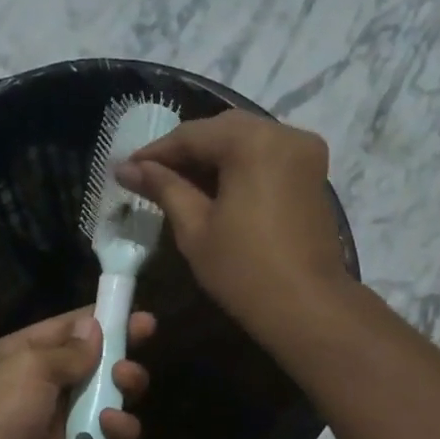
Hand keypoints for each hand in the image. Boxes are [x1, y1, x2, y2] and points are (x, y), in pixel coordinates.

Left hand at [0, 308, 154, 438]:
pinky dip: (118, 432)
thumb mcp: (28, 366)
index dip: (105, 320)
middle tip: (132, 360)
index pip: (69, 329)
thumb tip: (94, 328)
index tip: (142, 318)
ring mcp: (62, 423)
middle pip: (95, 364)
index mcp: (24, 356)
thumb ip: (69, 350)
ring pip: (109, 400)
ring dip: (123, 391)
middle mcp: (44, 386)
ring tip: (123, 386)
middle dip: (121, 358)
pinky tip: (110, 427)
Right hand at [117, 111, 351, 340]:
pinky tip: (214, 190)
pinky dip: (238, 167)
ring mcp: (304, 152)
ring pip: (246, 141)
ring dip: (211, 159)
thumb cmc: (243, 271)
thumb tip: (127, 169)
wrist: (306, 307)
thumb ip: (164, 189)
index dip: (155, 153)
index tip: (126, 170)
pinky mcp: (313, 173)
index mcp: (253, 142)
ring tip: (178, 184)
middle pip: (222, 131)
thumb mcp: (195, 228)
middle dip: (185, 152)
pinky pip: (266, 157)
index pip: (192, 135)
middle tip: (150, 176)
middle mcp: (284, 133)